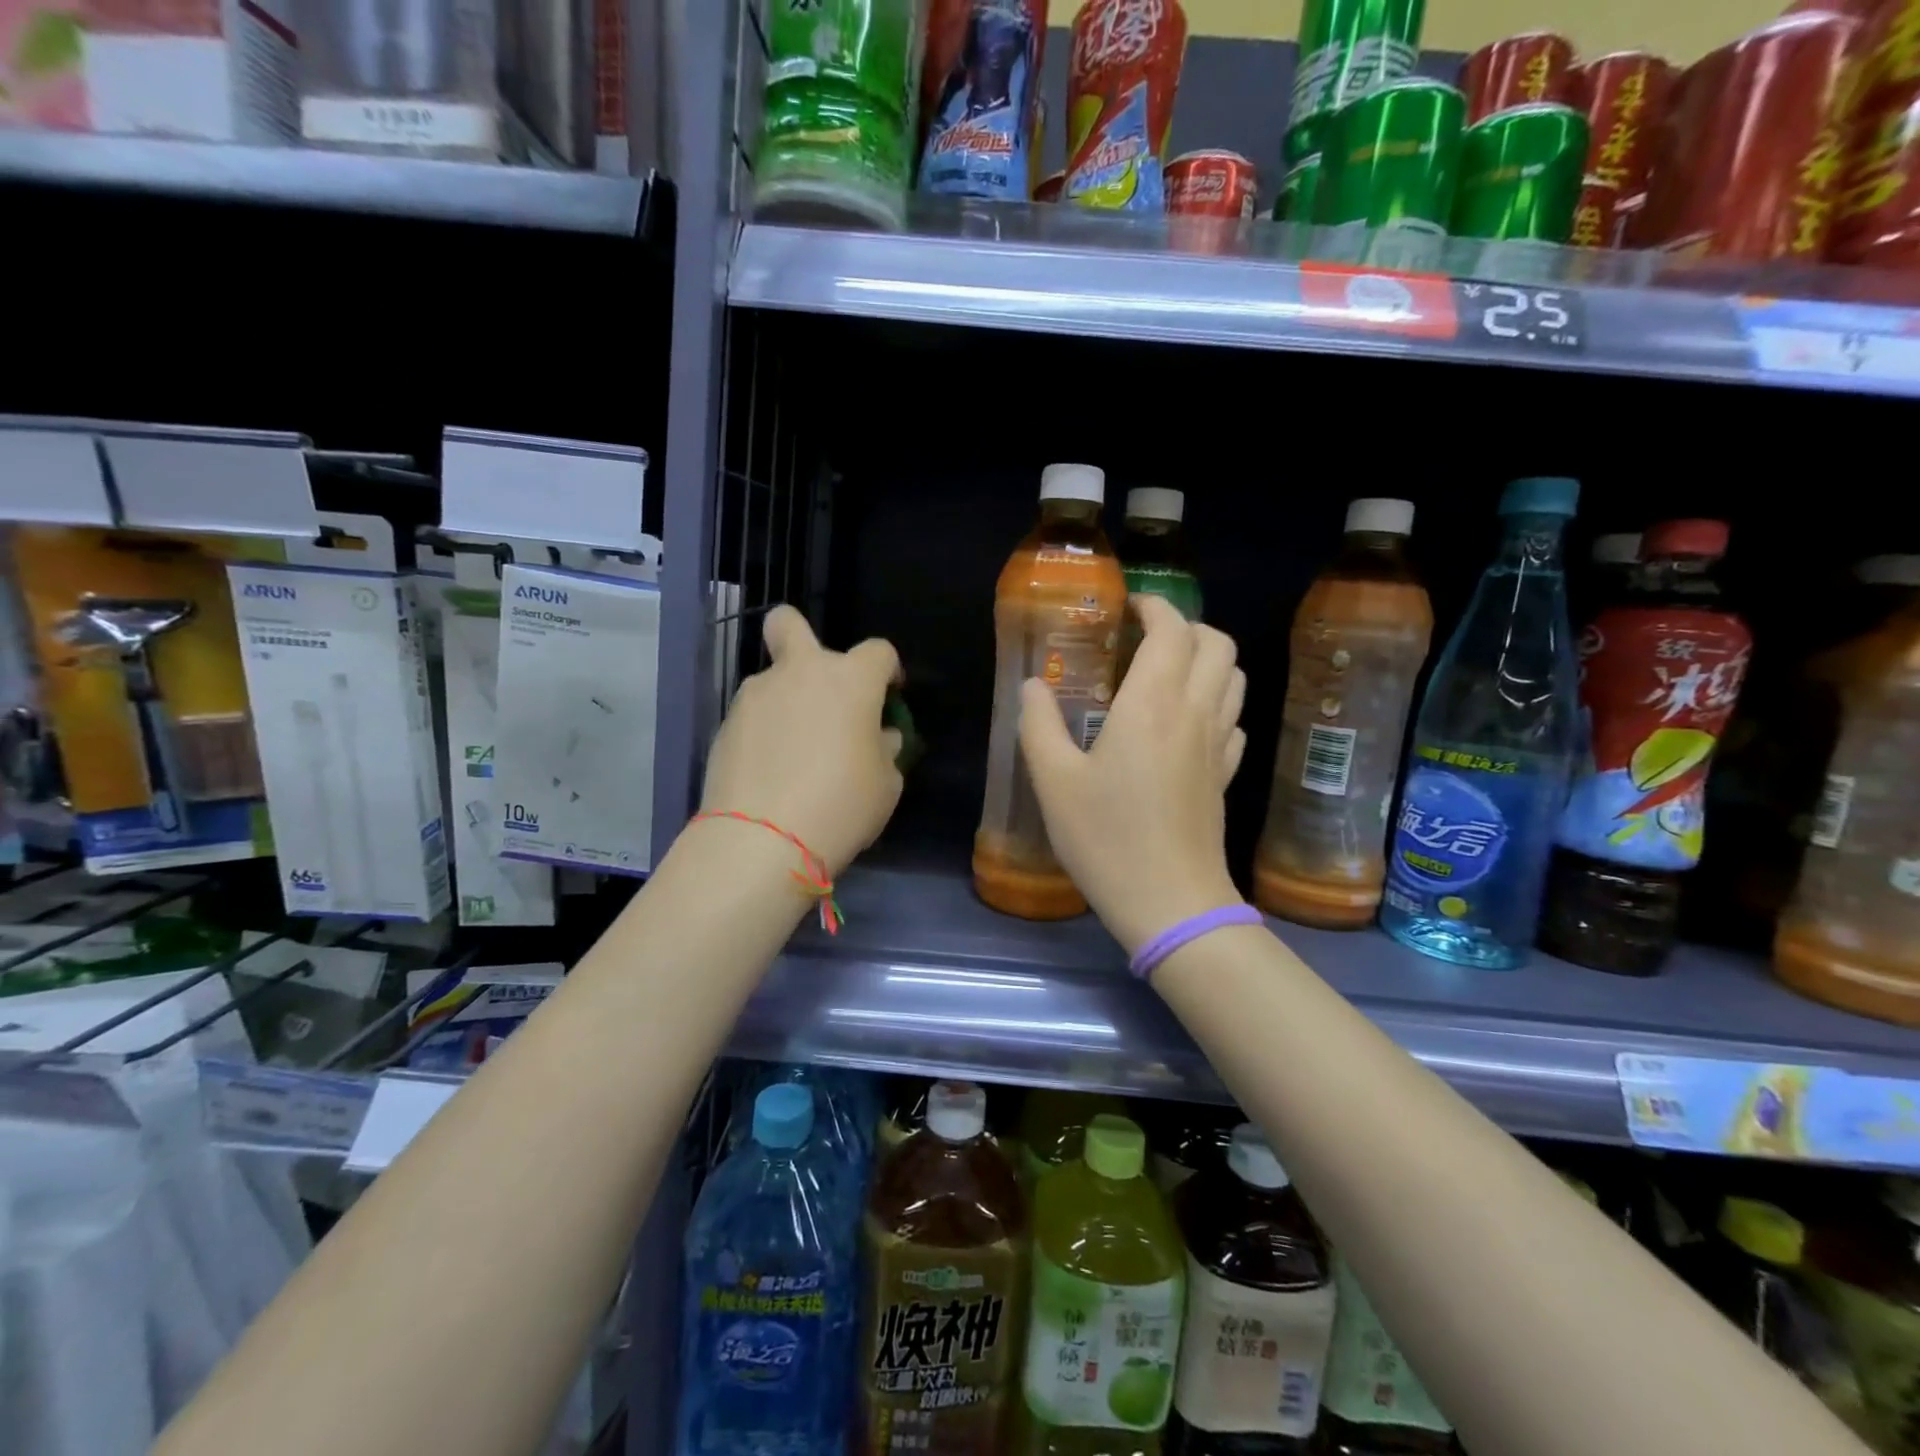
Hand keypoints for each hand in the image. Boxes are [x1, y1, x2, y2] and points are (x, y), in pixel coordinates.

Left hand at [698, 606, 903, 876]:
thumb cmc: (841, 805)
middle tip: (817, 686)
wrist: (761, 840)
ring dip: (786, 701)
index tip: (889, 695)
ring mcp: (755, 695)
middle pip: (789, 623)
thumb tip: (877, 736)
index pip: (878, 651)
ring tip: (794, 752)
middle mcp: (800, 672)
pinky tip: (770, 770)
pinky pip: (753, 716)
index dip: (888, 670)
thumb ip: (884, 749)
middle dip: (800, 636)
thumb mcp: (886, 784)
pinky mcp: (725, 724)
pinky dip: (764, 732)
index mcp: (850, 680)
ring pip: (772, 680)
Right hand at [1020, 595, 1246, 954]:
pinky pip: (1234, 717)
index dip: (1155, 606)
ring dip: (1207, 658)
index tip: (1129, 608)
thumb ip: (1039, 724)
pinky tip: (1186, 722)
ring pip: (1234, 676)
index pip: (1172, 630)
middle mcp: (1195, 712)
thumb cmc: (1107, 839)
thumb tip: (1033, 686)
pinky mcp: (1226, 775)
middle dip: (1186, 626)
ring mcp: (1218, 744)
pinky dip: (1216, 700)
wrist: (1172, 903)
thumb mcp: (1053, 782)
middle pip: (1217, 643)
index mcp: (1153, 704)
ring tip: (1167, 671)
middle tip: (1146, 637)